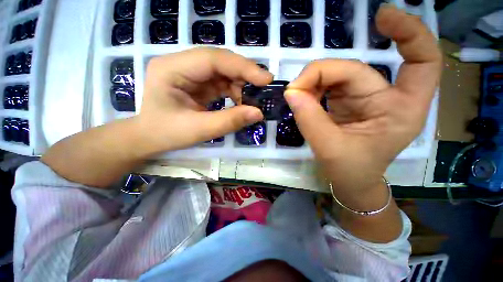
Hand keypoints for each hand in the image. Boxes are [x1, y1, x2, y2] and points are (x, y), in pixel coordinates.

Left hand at [136, 47, 272, 152]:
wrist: (149, 138)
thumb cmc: (166, 134)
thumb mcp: (198, 130)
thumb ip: (229, 121)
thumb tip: (258, 113)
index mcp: (172, 68)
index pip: (212, 59)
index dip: (242, 67)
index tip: (266, 79)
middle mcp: (182, 64)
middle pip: (220, 62)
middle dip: (244, 75)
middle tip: (264, 89)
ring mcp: (190, 73)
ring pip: (223, 71)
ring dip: (241, 85)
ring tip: (251, 100)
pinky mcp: (198, 83)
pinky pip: (221, 82)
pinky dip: (235, 91)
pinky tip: (240, 102)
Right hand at [284, 5, 441, 205]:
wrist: (348, 181)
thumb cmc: (350, 171)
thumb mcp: (330, 148)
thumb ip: (310, 119)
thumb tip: (291, 92)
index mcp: (400, 109)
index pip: (421, 60)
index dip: (408, 32)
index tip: (381, 17)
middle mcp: (385, 98)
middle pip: (354, 70)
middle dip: (321, 75)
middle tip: (294, 90)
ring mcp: (364, 98)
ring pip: (337, 76)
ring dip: (313, 83)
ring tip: (297, 97)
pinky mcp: (345, 102)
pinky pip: (327, 87)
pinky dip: (311, 90)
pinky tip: (302, 99)